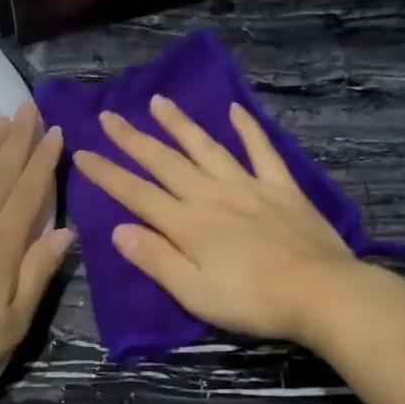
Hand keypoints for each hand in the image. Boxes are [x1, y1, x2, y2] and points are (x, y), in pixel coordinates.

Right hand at [72, 95, 363, 346]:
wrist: (321, 293)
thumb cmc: (253, 301)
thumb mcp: (195, 292)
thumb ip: (156, 259)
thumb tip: (118, 230)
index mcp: (188, 224)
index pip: (137, 194)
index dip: (108, 174)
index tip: (83, 152)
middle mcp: (212, 196)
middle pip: (166, 163)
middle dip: (134, 140)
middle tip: (109, 116)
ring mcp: (249, 186)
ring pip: (207, 148)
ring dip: (180, 124)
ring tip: (158, 102)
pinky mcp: (282, 188)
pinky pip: (261, 150)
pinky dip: (248, 129)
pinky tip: (235, 110)